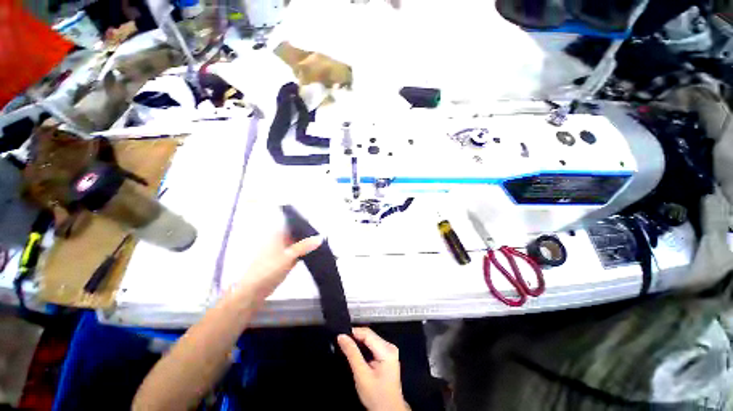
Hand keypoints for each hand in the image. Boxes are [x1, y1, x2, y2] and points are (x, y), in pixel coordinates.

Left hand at [236, 232, 321, 301]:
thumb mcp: (289, 255)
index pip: (293, 224)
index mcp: (277, 235)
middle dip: (308, 235)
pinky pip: (297, 253)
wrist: (254, 290)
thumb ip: (304, 246)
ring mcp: (281, 251)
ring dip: (307, 244)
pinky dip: (304, 253)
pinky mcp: (284, 260)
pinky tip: (314, 253)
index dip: (305, 223)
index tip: (318, 225)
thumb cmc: (268, 269)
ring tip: (322, 242)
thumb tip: (320, 237)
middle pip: (296, 234)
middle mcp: (279, 240)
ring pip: (297, 244)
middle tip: (323, 235)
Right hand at [338, 328, 409, 410]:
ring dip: (358, 342)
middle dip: (355, 337)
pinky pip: (372, 345)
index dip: (353, 332)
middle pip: (369, 335)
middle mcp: (389, 346)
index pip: (367, 333)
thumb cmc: (376, 396)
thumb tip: (342, 337)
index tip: (340, 336)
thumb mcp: (362, 375)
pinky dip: (363, 348)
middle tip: (341, 342)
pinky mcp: (386, 355)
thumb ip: (352, 354)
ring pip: (370, 339)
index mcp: (387, 349)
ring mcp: (389, 350)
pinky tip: (355, 352)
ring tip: (346, 346)